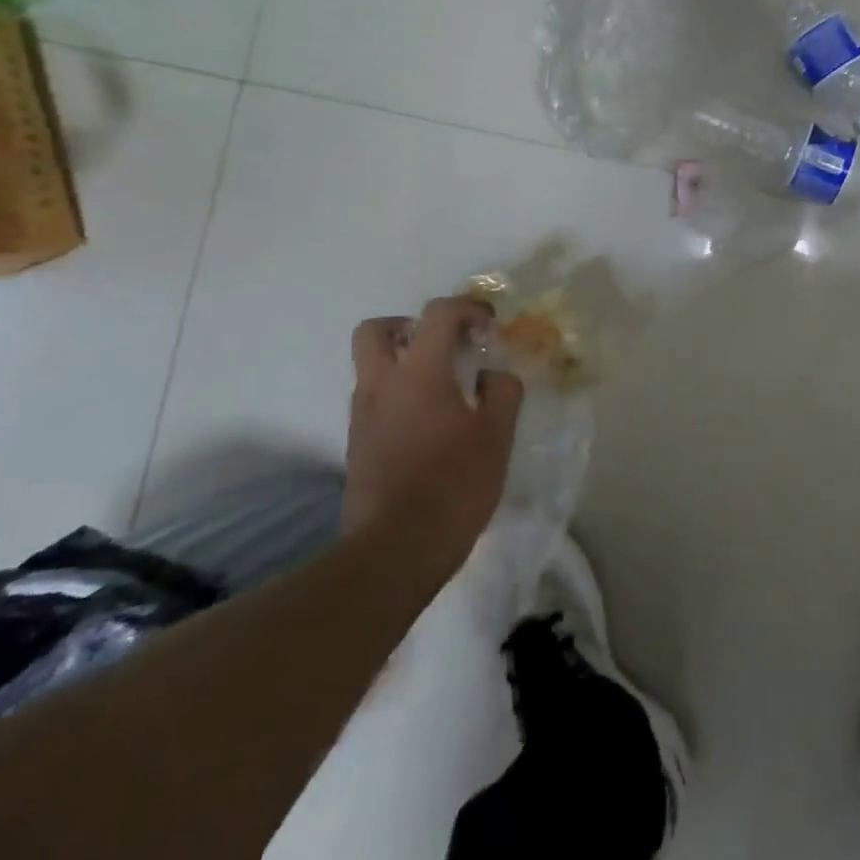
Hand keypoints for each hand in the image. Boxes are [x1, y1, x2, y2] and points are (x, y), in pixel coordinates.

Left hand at [343, 299, 524, 564]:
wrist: (396, 551)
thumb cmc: (454, 484)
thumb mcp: (497, 434)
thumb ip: (502, 392)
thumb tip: (493, 375)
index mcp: (419, 372)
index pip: (437, 313)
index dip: (467, 309)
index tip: (489, 329)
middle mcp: (382, 385)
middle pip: (376, 330)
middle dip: (409, 325)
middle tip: (442, 344)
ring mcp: (363, 416)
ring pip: (371, 366)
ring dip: (403, 362)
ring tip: (442, 388)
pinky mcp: (357, 446)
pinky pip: (374, 401)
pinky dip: (398, 396)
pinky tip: (429, 424)